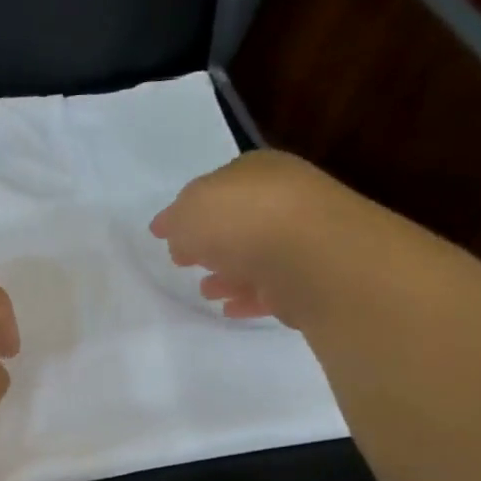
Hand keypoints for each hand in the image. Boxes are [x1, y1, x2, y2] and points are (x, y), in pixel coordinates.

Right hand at [149, 150, 347, 321]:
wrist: (314, 259)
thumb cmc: (245, 221)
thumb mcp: (189, 211)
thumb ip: (176, 220)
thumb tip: (174, 233)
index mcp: (258, 171)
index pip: (218, 186)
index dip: (190, 209)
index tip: (166, 235)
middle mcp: (286, 198)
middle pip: (240, 221)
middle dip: (212, 242)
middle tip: (185, 261)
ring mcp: (304, 240)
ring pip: (257, 257)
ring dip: (230, 273)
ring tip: (206, 291)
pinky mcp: (314, 279)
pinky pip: (274, 288)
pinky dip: (251, 297)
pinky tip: (231, 309)